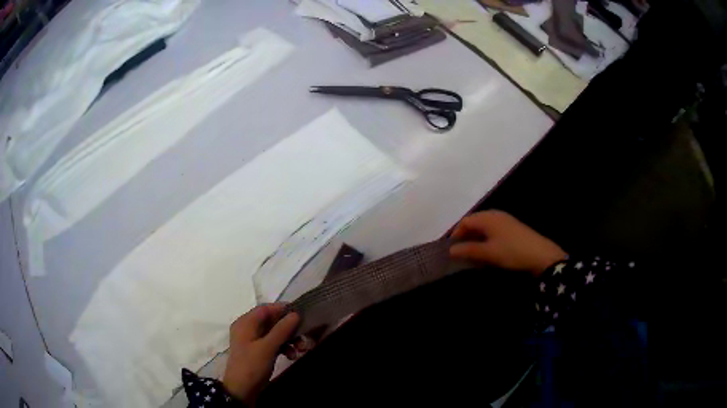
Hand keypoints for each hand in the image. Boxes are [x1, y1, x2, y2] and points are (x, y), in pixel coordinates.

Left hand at [223, 304, 298, 405]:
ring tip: (302, 348)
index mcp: (245, 323)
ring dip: (288, 339)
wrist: (241, 390)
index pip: (265, 309)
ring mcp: (253, 341)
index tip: (301, 313)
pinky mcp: (258, 352)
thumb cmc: (252, 366)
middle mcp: (248, 329)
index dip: (282, 309)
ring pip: (274, 333)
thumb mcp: (267, 347)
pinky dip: (283, 347)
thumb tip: (295, 314)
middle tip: (304, 334)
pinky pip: (272, 344)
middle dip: (288, 328)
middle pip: (271, 321)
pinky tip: (292, 356)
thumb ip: (281, 330)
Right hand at [449, 210, 566, 276]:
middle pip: (474, 222)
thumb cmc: (511, 252)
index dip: (456, 234)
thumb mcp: (488, 253)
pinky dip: (486, 239)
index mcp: (487, 217)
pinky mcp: (512, 227)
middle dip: (465, 236)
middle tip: (460, 252)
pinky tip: (488, 251)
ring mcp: (505, 220)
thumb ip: (468, 250)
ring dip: (476, 238)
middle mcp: (495, 215)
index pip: (465, 221)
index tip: (451, 249)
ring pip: (484, 226)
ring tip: (473, 253)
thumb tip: (451, 250)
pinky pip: (493, 229)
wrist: (540, 254)